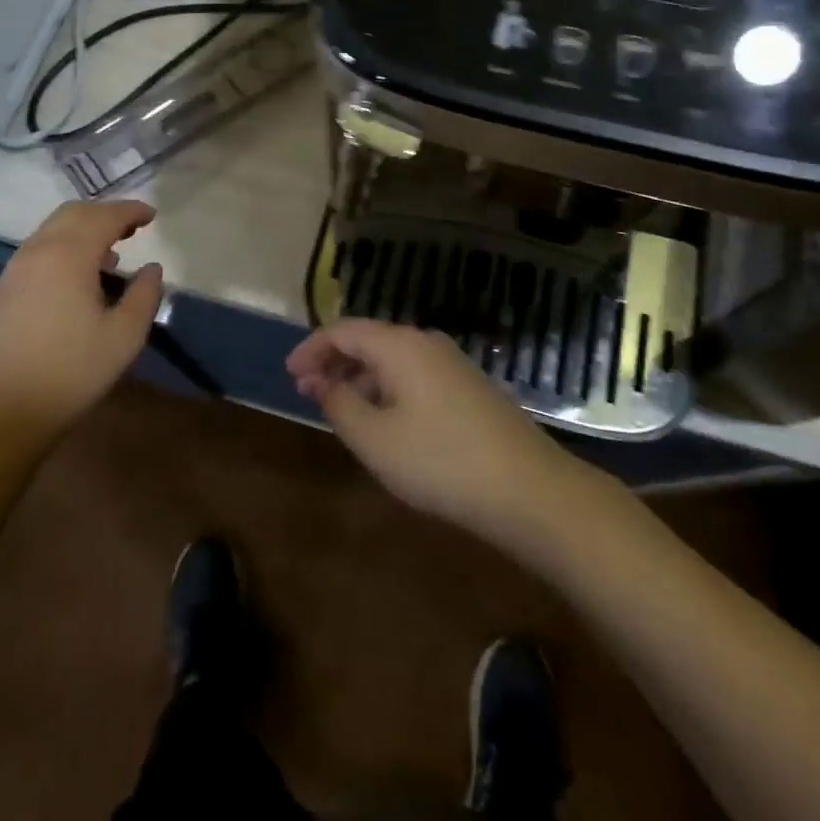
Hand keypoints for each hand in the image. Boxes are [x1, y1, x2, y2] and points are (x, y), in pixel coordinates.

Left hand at [0, 200, 164, 449]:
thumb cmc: (69, 374)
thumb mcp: (123, 338)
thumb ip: (144, 296)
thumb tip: (152, 268)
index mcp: (68, 255)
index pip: (104, 216)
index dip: (130, 211)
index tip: (152, 216)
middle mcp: (37, 251)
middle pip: (73, 214)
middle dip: (104, 214)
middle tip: (131, 228)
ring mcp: (13, 271)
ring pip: (51, 231)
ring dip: (81, 231)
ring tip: (108, 256)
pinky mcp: (0, 292)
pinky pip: (37, 252)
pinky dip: (62, 249)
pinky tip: (75, 281)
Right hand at [286, 320, 577, 543]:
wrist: (530, 490)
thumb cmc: (440, 461)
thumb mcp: (375, 439)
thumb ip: (340, 405)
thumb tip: (324, 383)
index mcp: (399, 345)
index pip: (343, 331)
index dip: (312, 349)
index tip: (290, 374)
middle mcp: (426, 342)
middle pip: (369, 341)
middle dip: (335, 363)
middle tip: (309, 392)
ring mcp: (452, 364)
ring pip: (393, 360)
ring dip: (361, 379)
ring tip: (341, 409)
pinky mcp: (470, 388)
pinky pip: (415, 376)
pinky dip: (388, 389)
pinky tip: (385, 421)